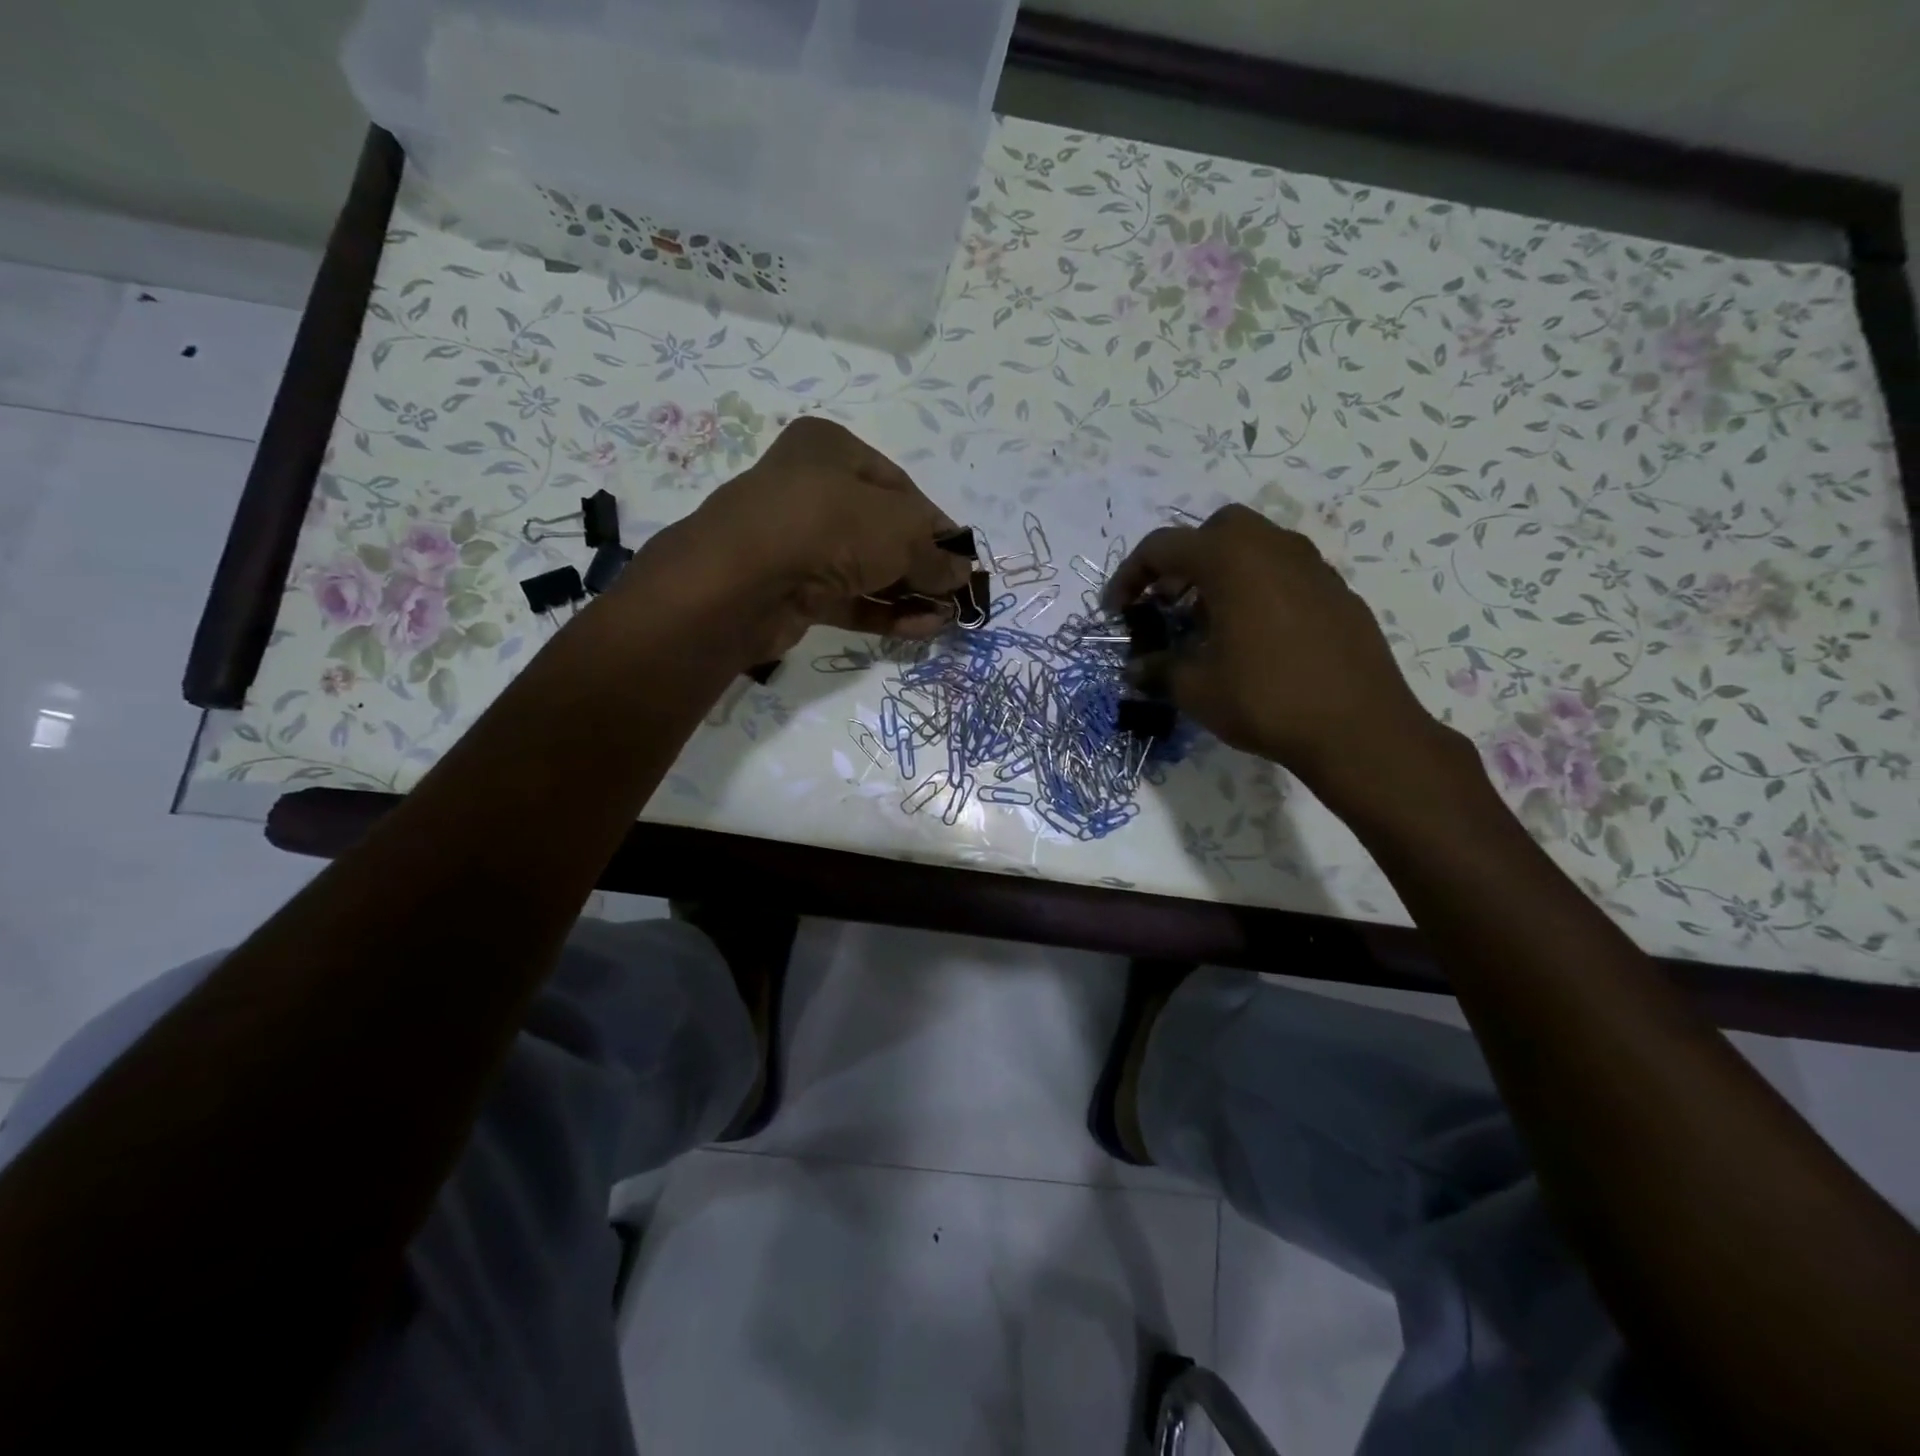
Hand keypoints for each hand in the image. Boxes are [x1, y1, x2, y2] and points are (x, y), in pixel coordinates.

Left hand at [636, 417, 970, 660]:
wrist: (742, 582)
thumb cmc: (829, 527)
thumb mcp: (900, 531)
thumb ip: (935, 554)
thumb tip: (962, 575)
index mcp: (831, 450)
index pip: (900, 487)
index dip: (936, 525)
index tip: (963, 557)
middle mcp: (812, 491)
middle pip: (883, 530)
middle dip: (924, 565)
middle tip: (957, 594)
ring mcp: (799, 543)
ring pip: (866, 569)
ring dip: (909, 594)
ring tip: (947, 618)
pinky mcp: (794, 590)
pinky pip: (849, 599)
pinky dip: (884, 613)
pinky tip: (922, 629)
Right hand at [1105, 504, 1451, 798]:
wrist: (1359, 729)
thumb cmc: (1265, 700)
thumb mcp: (1196, 689)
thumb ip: (1158, 670)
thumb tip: (1135, 669)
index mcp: (1231, 560)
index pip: (1163, 547)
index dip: (1130, 576)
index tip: (1117, 611)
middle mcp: (1273, 548)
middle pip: (1215, 531)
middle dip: (1183, 560)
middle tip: (1167, 602)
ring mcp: (1312, 567)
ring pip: (1256, 547)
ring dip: (1222, 573)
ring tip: (1207, 621)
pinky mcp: (1337, 592)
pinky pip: (1285, 573)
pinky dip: (1257, 588)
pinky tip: (1253, 636)